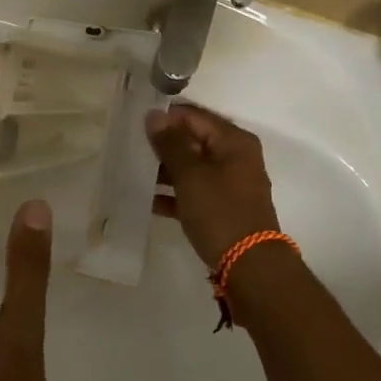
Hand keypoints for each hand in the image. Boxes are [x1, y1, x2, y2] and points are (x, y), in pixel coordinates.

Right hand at [146, 105, 280, 268]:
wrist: (249, 265)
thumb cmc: (220, 212)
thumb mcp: (191, 175)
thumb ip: (172, 144)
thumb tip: (155, 115)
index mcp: (233, 141)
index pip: (194, 116)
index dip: (165, 118)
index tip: (135, 124)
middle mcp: (235, 157)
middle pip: (193, 140)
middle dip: (163, 144)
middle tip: (130, 148)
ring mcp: (230, 183)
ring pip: (192, 167)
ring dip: (165, 170)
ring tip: (134, 172)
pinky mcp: (222, 206)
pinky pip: (194, 191)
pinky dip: (174, 194)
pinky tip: (147, 200)